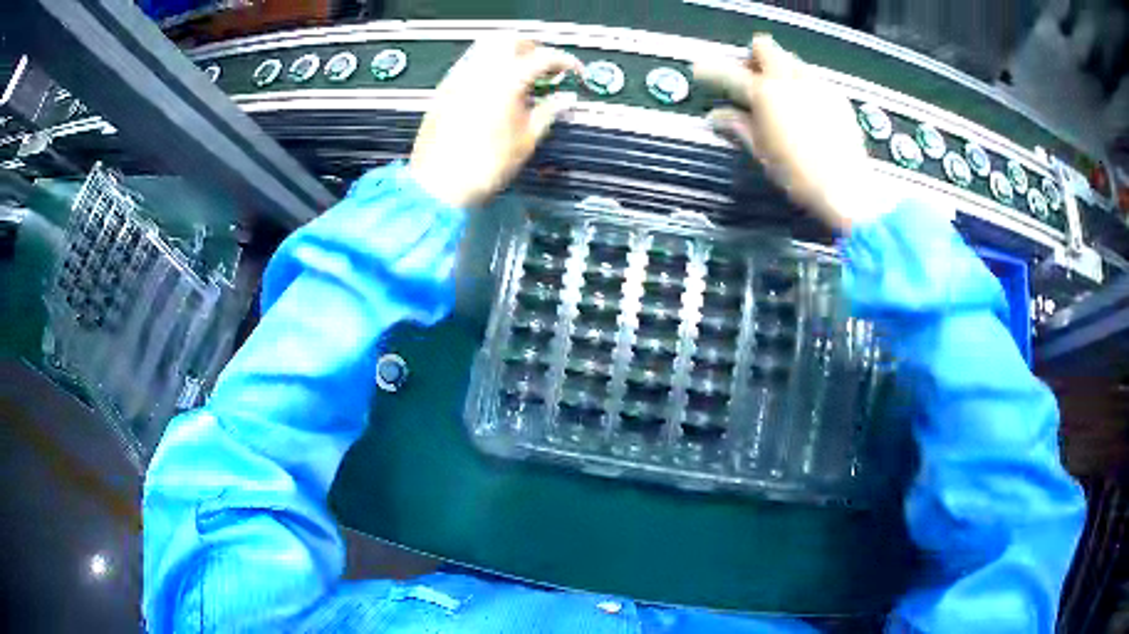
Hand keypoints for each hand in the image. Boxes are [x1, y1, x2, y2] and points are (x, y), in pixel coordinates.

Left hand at [409, 37, 582, 207]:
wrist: (439, 184)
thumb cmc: (483, 167)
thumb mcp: (526, 140)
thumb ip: (548, 112)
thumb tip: (564, 99)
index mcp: (507, 81)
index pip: (543, 57)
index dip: (565, 62)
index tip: (574, 72)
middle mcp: (481, 71)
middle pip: (511, 39)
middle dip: (533, 48)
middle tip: (545, 69)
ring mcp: (459, 77)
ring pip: (486, 46)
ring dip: (508, 53)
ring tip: (519, 77)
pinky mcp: (444, 88)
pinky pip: (469, 63)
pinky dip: (487, 66)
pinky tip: (494, 88)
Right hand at [694, 35, 880, 231]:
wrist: (847, 190)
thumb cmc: (798, 176)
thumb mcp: (762, 152)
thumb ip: (738, 127)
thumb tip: (716, 116)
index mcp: (766, 94)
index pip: (729, 73)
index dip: (710, 71)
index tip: (701, 72)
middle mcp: (790, 80)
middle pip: (765, 47)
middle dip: (752, 57)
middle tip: (749, 78)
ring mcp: (817, 85)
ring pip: (792, 60)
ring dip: (779, 69)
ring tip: (779, 95)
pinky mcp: (837, 97)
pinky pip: (814, 79)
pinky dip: (803, 86)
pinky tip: (806, 110)